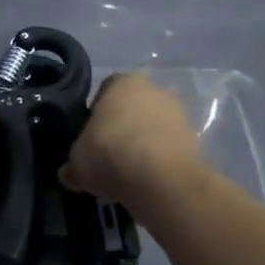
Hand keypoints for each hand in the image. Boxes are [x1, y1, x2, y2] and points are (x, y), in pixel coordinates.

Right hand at [61, 74, 205, 217]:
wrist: (161, 180)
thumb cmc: (110, 154)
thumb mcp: (76, 162)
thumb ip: (73, 163)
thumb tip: (69, 173)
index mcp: (122, 82)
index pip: (105, 90)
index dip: (95, 114)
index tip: (90, 137)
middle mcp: (154, 90)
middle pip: (132, 108)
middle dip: (122, 127)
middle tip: (108, 154)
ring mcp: (179, 114)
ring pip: (153, 128)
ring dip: (143, 145)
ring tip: (128, 173)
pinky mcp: (195, 141)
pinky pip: (169, 149)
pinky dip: (159, 161)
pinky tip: (147, 181)